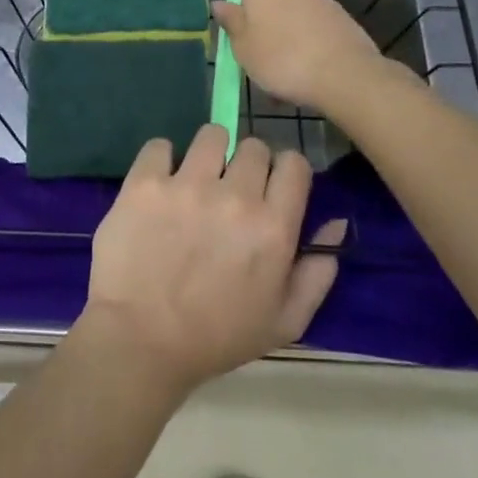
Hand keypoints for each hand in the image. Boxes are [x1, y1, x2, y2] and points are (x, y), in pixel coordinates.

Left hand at [77, 126, 344, 396]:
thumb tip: (336, 222)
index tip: (270, 187)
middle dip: (247, 164)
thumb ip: (316, 273)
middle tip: (230, 191)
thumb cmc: (216, 338)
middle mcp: (235, 197)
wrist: (140, 342)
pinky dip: (161, 161)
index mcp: (273, 228)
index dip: (284, 172)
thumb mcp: (283, 322)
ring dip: (209, 154)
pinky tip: (159, 186)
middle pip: (254, 146)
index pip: (294, 163)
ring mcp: (186, 185)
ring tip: (195, 181)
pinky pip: (159, 145)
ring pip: (211, 135)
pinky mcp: (144, 182)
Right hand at [212, 0, 386, 114]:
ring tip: (286, 66)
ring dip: (292, 29)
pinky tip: (310, 71)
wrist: (345, 76)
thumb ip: (232, 23)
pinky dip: (313, 42)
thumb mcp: (244, 47)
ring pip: (300, 10)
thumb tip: (219, 3)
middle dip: (270, 10)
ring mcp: (324, 2)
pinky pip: (319, 27)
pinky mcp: (345, 22)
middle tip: (260, 43)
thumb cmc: (282, 59)